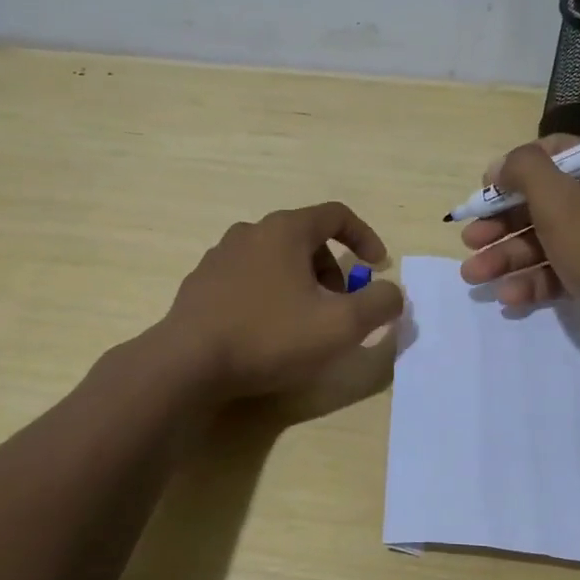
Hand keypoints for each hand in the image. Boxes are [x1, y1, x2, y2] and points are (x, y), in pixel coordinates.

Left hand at [163, 202, 405, 399]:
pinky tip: (266, 330)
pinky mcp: (201, 283)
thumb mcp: (340, 326)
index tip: (377, 266)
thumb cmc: (269, 336)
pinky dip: (269, 294)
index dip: (364, 237)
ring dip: (301, 283)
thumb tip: (392, 293)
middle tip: (340, 307)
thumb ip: (379, 304)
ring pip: (275, 259)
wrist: (187, 364)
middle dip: (332, 269)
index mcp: (285, 230)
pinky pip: (248, 278)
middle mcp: (251, 232)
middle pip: (305, 238)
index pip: (336, 215)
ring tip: (304, 322)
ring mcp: (220, 256)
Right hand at [457, 135, 579, 353]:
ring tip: (473, 275)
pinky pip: (559, 270)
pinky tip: (507, 298)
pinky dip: (532, 281)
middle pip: (544, 201)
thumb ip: (525, 170)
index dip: (517, 168)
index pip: (557, 152)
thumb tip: (503, 165)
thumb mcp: (559, 200)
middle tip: (469, 239)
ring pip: (546, 239)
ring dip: (507, 256)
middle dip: (502, 223)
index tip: (486, 189)